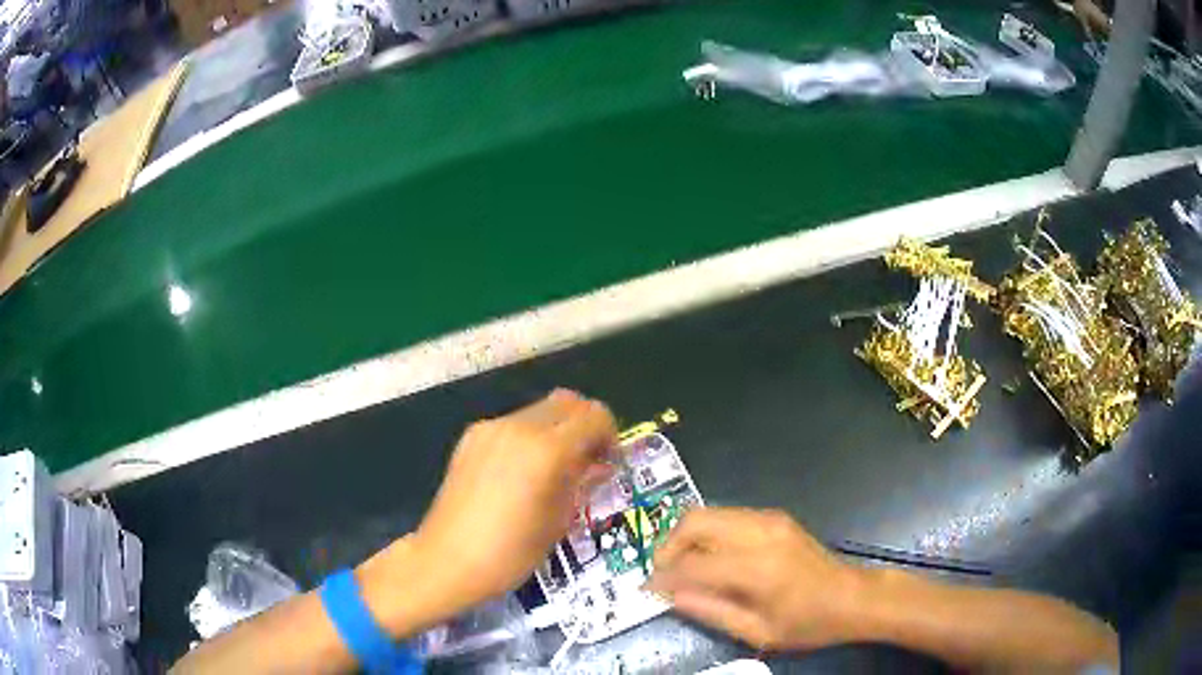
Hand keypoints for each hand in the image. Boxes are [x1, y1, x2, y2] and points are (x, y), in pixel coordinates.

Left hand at [411, 390, 616, 608]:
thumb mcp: (559, 521)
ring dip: (557, 429)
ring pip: (540, 409)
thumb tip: (598, 464)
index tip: (607, 463)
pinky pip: (513, 423)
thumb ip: (582, 482)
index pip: (595, 416)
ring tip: (553, 469)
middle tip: (586, 462)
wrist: (447, 560)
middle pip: (568, 402)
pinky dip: (530, 436)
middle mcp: (519, 427)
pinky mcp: (471, 436)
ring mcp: (491, 428)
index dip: (610, 435)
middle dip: (585, 426)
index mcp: (546, 450)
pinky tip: (521, 473)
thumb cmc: (511, 553)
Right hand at [646, 508, 863, 651]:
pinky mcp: (774, 516)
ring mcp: (769, 519)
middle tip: (662, 573)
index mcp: (757, 568)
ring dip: (686, 537)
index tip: (646, 589)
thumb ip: (710, 612)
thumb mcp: (757, 632)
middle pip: (695, 521)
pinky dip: (707, 533)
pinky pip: (727, 516)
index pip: (693, 563)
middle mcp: (760, 532)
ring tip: (682, 568)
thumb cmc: (808, 623)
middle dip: (668, 546)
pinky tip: (709, 557)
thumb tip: (670, 596)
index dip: (663, 576)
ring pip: (708, 513)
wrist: (853, 596)